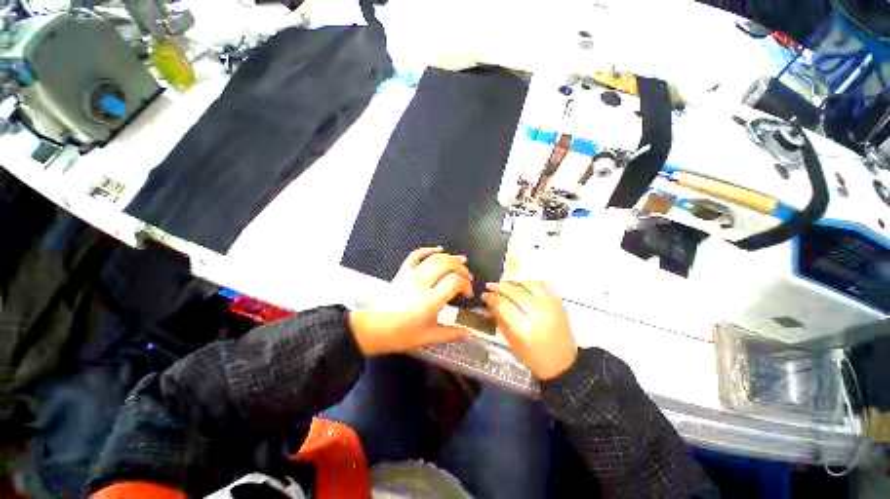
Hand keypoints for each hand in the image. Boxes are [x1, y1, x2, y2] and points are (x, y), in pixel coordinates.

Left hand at [350, 246, 473, 355]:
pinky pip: (416, 255)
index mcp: (429, 301)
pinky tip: (439, 249)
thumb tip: (471, 335)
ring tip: (462, 260)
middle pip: (447, 265)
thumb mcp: (428, 337)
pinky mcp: (403, 272)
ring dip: (451, 257)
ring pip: (435, 258)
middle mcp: (421, 283)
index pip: (454, 281)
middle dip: (462, 269)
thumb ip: (451, 334)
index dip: (466, 284)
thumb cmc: (401, 335)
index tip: (467, 294)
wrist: (374, 328)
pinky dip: (428, 249)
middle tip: (468, 278)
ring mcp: (411, 275)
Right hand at [481, 280, 577, 379]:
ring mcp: (550, 306)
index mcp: (524, 327)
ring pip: (528, 284)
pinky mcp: (559, 303)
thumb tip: (490, 303)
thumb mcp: (512, 342)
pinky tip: (522, 284)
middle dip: (499, 287)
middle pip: (514, 292)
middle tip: (489, 286)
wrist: (563, 364)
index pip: (503, 304)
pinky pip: (543, 285)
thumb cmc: (533, 357)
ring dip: (514, 281)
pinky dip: (530, 282)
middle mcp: (538, 313)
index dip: (491, 297)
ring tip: (504, 283)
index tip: (484, 295)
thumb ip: (500, 319)